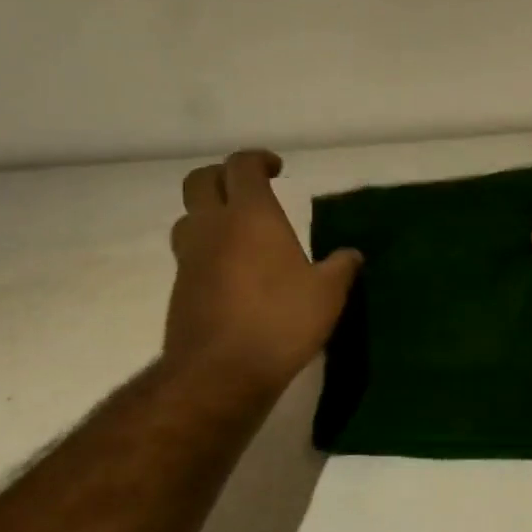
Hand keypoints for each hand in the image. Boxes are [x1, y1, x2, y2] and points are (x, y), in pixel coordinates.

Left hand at [165, 150, 361, 390]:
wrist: (220, 372)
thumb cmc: (280, 321)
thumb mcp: (327, 294)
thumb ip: (341, 267)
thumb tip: (351, 255)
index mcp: (250, 215)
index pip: (242, 165)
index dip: (258, 160)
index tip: (276, 169)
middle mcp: (213, 227)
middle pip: (200, 180)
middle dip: (222, 176)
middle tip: (249, 190)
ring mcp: (190, 258)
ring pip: (188, 217)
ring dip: (209, 214)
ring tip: (238, 232)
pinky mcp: (180, 289)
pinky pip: (190, 254)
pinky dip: (208, 251)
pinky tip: (233, 274)